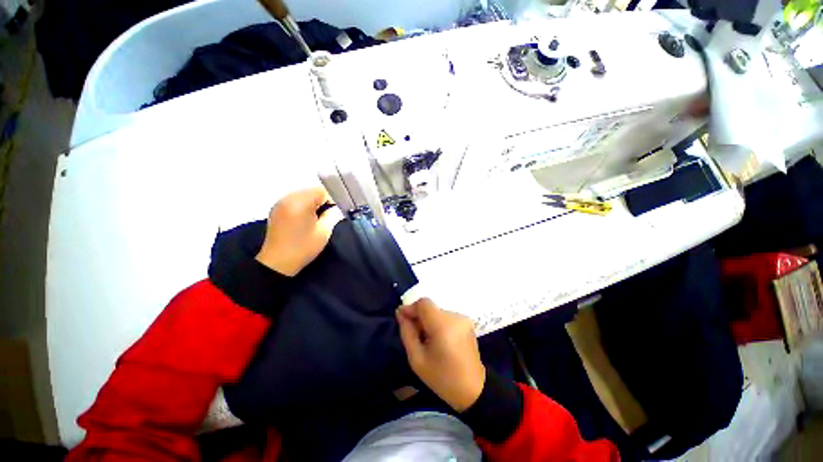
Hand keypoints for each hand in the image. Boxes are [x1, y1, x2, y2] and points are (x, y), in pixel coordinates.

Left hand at [255, 187, 343, 275]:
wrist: (278, 263)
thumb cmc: (303, 247)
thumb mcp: (324, 231)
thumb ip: (333, 215)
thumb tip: (337, 208)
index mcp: (300, 202)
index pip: (322, 191)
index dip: (332, 201)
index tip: (335, 213)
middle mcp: (288, 198)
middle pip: (312, 191)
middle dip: (322, 202)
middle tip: (326, 217)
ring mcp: (280, 203)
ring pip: (303, 195)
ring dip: (312, 204)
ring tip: (315, 219)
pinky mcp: (276, 209)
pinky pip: (295, 201)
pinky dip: (303, 206)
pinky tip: (304, 220)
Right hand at [396, 298, 485, 411]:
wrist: (473, 390)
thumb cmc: (442, 378)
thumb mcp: (417, 359)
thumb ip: (407, 332)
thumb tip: (400, 312)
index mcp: (443, 325)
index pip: (424, 303)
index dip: (411, 308)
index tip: (402, 318)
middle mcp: (455, 317)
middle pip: (430, 308)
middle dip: (419, 317)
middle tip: (413, 334)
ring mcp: (463, 319)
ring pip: (437, 312)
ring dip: (428, 321)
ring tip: (425, 339)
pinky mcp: (467, 322)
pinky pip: (446, 317)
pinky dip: (438, 324)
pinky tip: (437, 340)